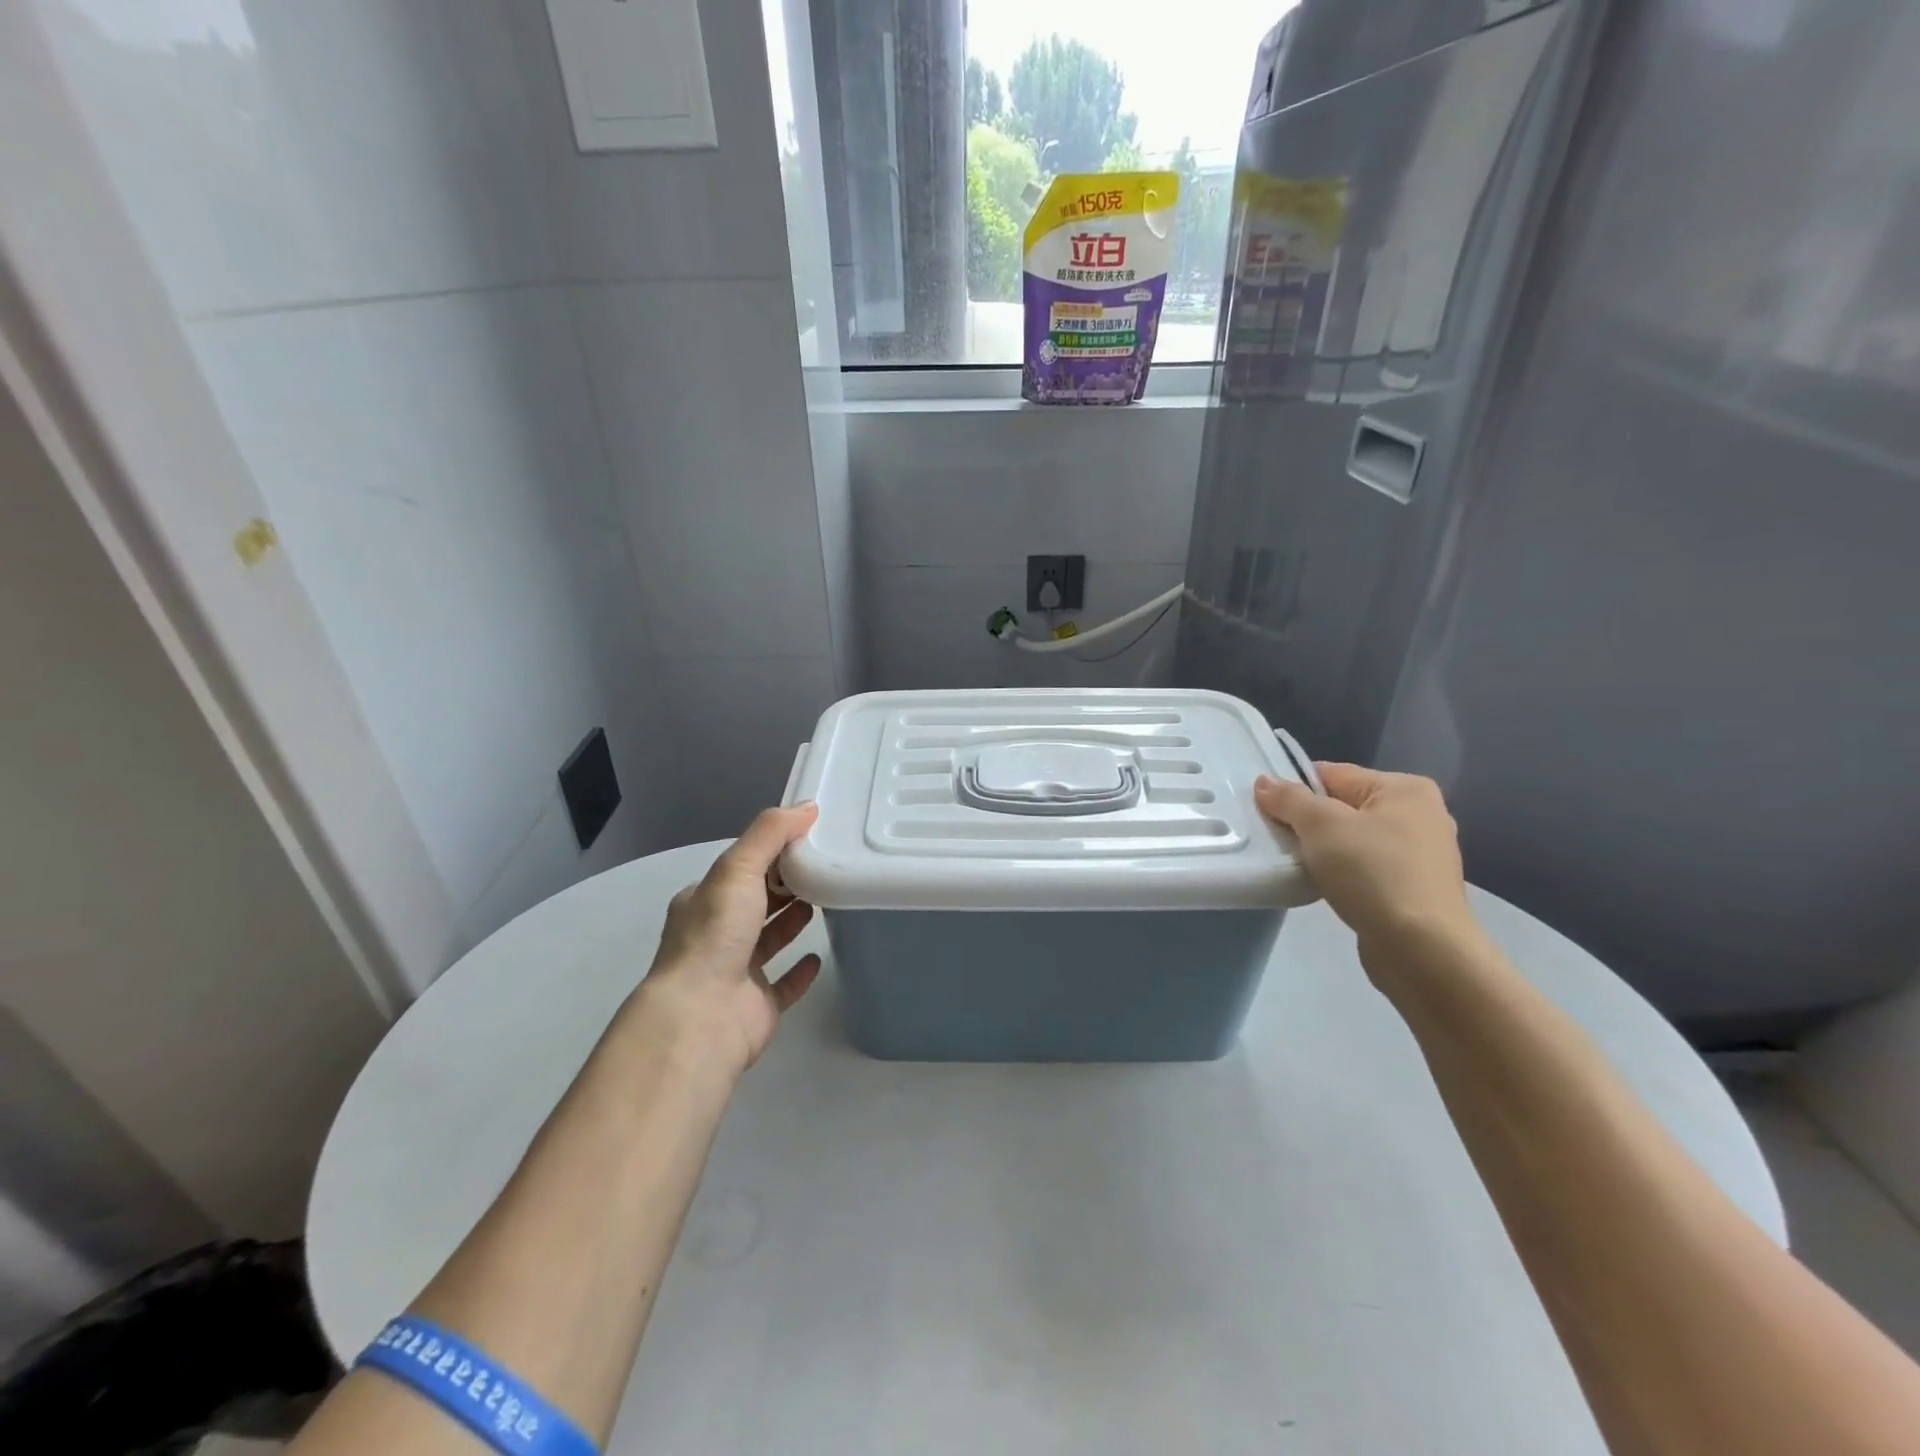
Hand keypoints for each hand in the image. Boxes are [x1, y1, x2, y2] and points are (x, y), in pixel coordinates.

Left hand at [636, 804, 822, 1075]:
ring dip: (792, 921)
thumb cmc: (715, 934)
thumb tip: (808, 806)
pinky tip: (819, 956)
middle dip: (784, 885)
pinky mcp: (757, 1006)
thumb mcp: (737, 869)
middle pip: (755, 903)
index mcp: (703, 902)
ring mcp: (736, 973)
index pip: (740, 869)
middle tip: (824, 866)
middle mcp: (716, 935)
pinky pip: (783, 984)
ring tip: (826, 900)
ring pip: (768, 940)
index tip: (807, 839)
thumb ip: (770, 834)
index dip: (770, 854)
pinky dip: (800, 970)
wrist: (702, 1015)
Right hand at [1255, 763, 1473, 949]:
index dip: (1295, 790)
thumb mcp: (1321, 826)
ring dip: (1323, 851)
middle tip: (1279, 840)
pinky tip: (1325, 887)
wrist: (1422, 949)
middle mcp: (1420, 815)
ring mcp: (1421, 855)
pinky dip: (1342, 873)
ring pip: (1352, 840)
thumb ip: (1290, 799)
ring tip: (1298, 866)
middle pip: (1343, 806)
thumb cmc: (1373, 873)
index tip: (1268, 812)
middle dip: (1309, 823)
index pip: (1333, 774)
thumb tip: (1264, 781)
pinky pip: (1365, 868)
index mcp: (1405, 788)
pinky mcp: (1414, 889)